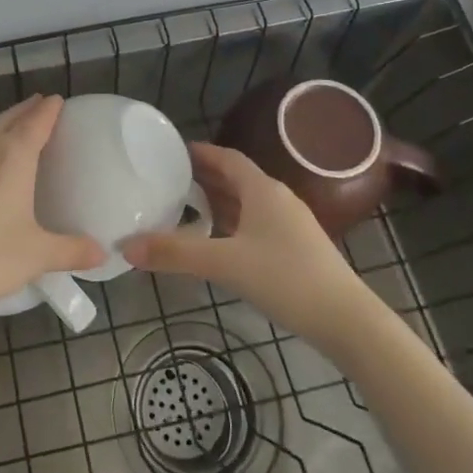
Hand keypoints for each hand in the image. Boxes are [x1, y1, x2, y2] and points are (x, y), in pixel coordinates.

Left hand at [0, 95, 104, 333]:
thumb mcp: (36, 256)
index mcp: (12, 156)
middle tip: (41, 107)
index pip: (36, 121)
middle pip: (8, 118)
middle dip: (26, 111)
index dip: (49, 109)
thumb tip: (102, 253)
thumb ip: (72, 250)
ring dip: (2, 125)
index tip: (59, 100)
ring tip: (15, 129)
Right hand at [124, 142, 384, 354]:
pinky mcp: (296, 248)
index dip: (200, 153)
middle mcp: (278, 199)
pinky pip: (256, 223)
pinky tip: (217, 241)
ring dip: (218, 201)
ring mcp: (290, 224)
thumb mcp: (224, 264)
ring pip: (247, 203)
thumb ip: (175, 254)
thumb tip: (126, 246)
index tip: (172, 152)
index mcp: (263, 190)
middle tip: (169, 180)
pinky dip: (232, 223)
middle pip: (237, 179)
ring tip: (185, 208)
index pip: (227, 158)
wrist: (346, 320)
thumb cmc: (285, 279)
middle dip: (204, 177)